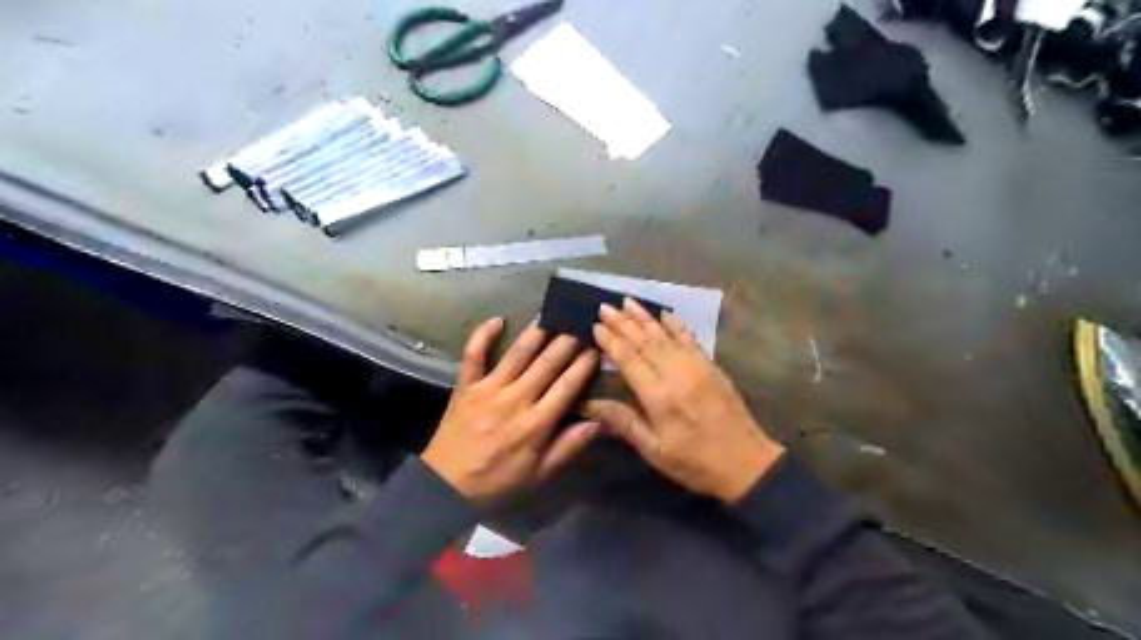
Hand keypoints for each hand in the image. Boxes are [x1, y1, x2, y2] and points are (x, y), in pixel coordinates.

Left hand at [423, 318, 599, 504]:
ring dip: (535, 333)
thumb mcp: (539, 473)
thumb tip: (601, 422)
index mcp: (536, 423)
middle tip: (579, 325)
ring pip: (516, 354)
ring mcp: (488, 389)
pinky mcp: (465, 386)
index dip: (584, 365)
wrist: (446, 486)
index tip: (596, 349)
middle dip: (566, 342)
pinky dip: (483, 335)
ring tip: (550, 316)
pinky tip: (497, 320)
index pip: (567, 386)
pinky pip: (474, 355)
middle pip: (546, 364)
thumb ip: (570, 446)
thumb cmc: (498, 481)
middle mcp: (515, 399)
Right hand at [587, 299, 785, 503]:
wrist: (746, 462)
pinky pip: (690, 338)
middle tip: (604, 307)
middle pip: (645, 341)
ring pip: (665, 335)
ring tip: (627, 301)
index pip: (629, 360)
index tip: (595, 326)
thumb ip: (623, 422)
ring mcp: (696, 366)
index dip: (611, 341)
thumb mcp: (654, 450)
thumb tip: (590, 404)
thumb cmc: (694, 462)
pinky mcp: (711, 366)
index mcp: (659, 396)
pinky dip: (676, 324)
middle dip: (623, 322)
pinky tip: (664, 313)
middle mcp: (676, 374)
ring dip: (644, 317)